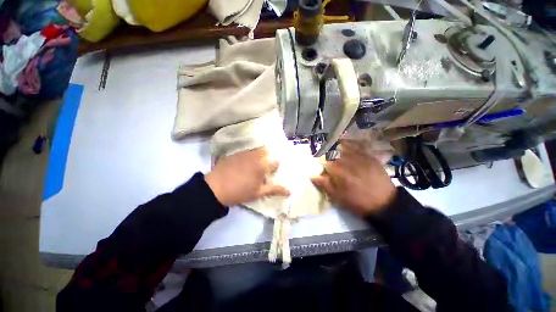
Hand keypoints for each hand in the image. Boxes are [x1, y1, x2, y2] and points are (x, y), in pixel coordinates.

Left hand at [205, 148, 289, 205]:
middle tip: (264, 167)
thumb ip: (275, 190)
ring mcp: (245, 153)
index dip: (276, 166)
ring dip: (259, 154)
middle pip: (267, 152)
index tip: (272, 171)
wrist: (216, 188)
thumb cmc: (240, 192)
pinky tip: (244, 162)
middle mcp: (256, 156)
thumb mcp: (259, 193)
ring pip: (257, 149)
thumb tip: (290, 191)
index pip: (276, 161)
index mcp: (263, 165)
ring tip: (255, 164)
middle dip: (268, 158)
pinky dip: (249, 154)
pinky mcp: (236, 153)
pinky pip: (247, 150)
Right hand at [311, 140, 395, 216]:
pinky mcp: (370, 157)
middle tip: (327, 154)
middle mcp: (348, 161)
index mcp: (339, 171)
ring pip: (345, 147)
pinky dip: (352, 143)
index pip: (325, 161)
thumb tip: (312, 176)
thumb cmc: (358, 202)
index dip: (321, 162)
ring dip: (338, 145)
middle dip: (328, 152)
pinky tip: (348, 142)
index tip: (321, 164)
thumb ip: (325, 185)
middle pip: (334, 152)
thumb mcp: (338, 197)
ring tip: (335, 144)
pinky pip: (359, 146)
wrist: (384, 203)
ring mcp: (360, 158)